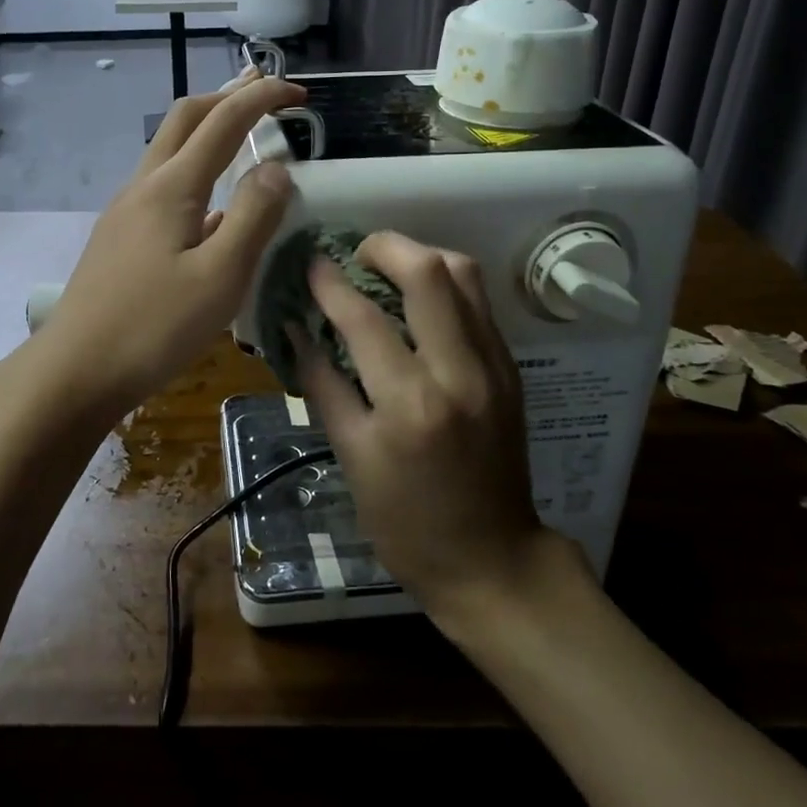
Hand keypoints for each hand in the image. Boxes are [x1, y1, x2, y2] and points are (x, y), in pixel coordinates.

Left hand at [33, 67, 303, 415]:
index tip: (300, 94)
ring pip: (170, 150)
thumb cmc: (153, 327)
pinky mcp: (120, 237)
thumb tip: (277, 168)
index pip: (223, 121)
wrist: (75, 370)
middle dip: (228, 97)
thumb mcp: (220, 276)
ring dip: (208, 131)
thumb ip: (254, 217)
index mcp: (171, 187)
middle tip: (266, 94)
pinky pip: (164, 185)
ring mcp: (126, 211)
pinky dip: (196, 171)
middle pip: (185, 118)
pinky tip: (215, 206)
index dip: (262, 98)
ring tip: (244, 136)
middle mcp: (144, 186)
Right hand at [293, 232, 571, 611]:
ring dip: (420, 257)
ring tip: (386, 270)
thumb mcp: (351, 458)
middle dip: (383, 246)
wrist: (493, 560)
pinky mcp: (510, 368)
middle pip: (429, 272)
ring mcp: (494, 366)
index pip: (363, 318)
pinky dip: (444, 285)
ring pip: (464, 275)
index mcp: (411, 404)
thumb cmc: (406, 522)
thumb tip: (296, 330)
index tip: (310, 265)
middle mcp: (459, 372)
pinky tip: (417, 301)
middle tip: (353, 256)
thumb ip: (322, 384)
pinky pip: (477, 302)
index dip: (328, 283)